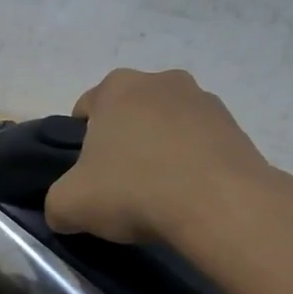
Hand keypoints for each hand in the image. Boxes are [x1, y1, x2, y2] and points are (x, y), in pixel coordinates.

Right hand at [46, 68, 278, 246]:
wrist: (219, 205)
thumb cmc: (133, 190)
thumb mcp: (69, 205)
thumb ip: (56, 203)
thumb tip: (64, 212)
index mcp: (116, 87)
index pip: (85, 108)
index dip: (80, 144)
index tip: (87, 175)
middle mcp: (161, 81)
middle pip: (129, 114)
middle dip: (123, 143)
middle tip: (121, 185)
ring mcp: (204, 100)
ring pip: (167, 126)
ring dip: (160, 151)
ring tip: (160, 194)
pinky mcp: (236, 127)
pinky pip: (200, 145)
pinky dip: (192, 164)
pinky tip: (189, 196)